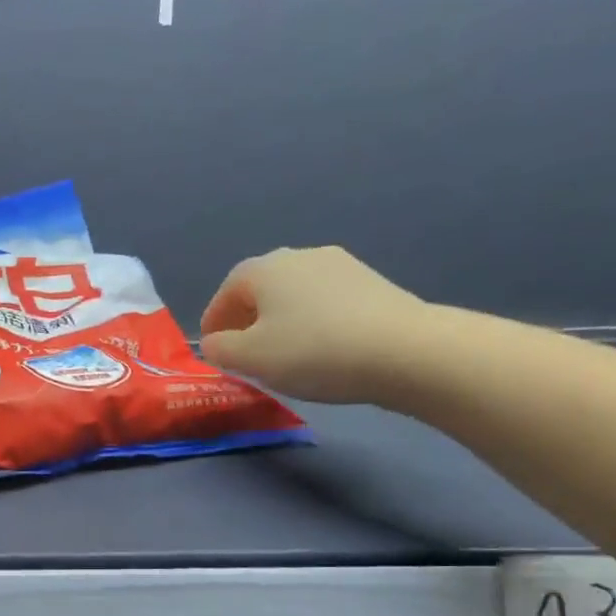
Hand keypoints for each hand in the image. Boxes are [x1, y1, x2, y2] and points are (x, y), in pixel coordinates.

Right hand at [198, 247, 432, 404]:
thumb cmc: (312, 351)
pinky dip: (312, 321)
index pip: (226, 292)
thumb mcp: (251, 358)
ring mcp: (340, 265)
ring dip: (280, 319)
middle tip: (244, 352)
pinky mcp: (371, 283)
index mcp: (264, 268)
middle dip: (247, 319)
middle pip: (261, 288)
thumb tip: (215, 343)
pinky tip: (320, 348)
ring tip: (282, 353)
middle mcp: (299, 256)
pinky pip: (325, 302)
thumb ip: (221, 349)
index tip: (212, 348)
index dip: (213, 321)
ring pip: (294, 294)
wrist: (402, 350)